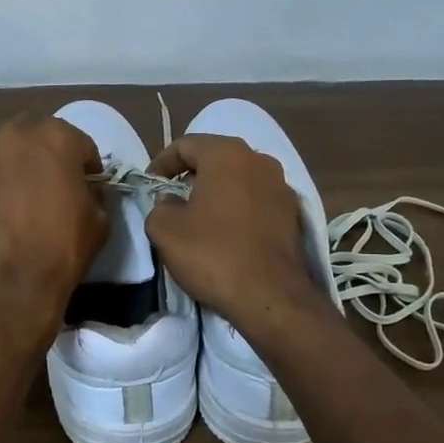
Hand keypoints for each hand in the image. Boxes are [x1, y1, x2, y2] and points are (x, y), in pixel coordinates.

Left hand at [0, 112, 107, 343]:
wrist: (7, 285)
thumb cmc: (60, 253)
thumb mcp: (99, 223)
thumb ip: (94, 193)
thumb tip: (86, 189)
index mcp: (61, 138)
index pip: (80, 145)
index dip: (85, 169)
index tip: (83, 190)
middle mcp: (20, 131)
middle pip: (40, 134)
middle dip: (48, 156)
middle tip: (46, 189)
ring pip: (3, 136)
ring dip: (12, 153)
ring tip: (10, 185)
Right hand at [144, 134, 322, 326]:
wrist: (272, 297)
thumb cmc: (213, 254)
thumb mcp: (165, 230)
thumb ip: (160, 206)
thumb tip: (171, 202)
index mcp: (227, 154)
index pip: (185, 144)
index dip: (161, 162)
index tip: (149, 185)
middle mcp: (260, 160)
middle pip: (216, 158)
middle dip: (191, 175)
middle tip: (172, 198)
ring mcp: (282, 187)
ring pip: (239, 179)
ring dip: (217, 192)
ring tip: (199, 217)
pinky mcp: (294, 214)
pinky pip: (257, 201)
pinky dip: (239, 209)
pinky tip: (227, 234)